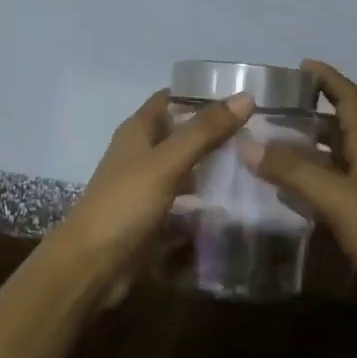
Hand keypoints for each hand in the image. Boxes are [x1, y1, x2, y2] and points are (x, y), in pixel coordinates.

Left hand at [55, 89, 255, 307]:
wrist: (93, 264)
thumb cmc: (124, 204)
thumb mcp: (166, 163)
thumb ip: (204, 132)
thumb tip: (246, 97)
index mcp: (137, 131)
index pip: (171, 99)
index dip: (202, 93)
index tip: (243, 95)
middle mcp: (141, 154)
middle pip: (182, 133)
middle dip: (216, 131)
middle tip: (263, 132)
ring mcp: (147, 186)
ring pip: (186, 167)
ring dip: (214, 165)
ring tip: (257, 163)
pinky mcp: (155, 216)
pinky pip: (186, 200)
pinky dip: (206, 198)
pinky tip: (236, 201)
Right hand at [242, 61, 356, 357]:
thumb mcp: (339, 198)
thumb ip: (294, 171)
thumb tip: (247, 144)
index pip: (351, 100)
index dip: (329, 79)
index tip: (300, 65)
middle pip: (339, 129)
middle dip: (307, 115)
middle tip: (266, 111)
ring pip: (331, 163)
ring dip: (303, 151)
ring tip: (264, 147)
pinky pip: (329, 194)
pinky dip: (305, 186)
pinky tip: (282, 194)